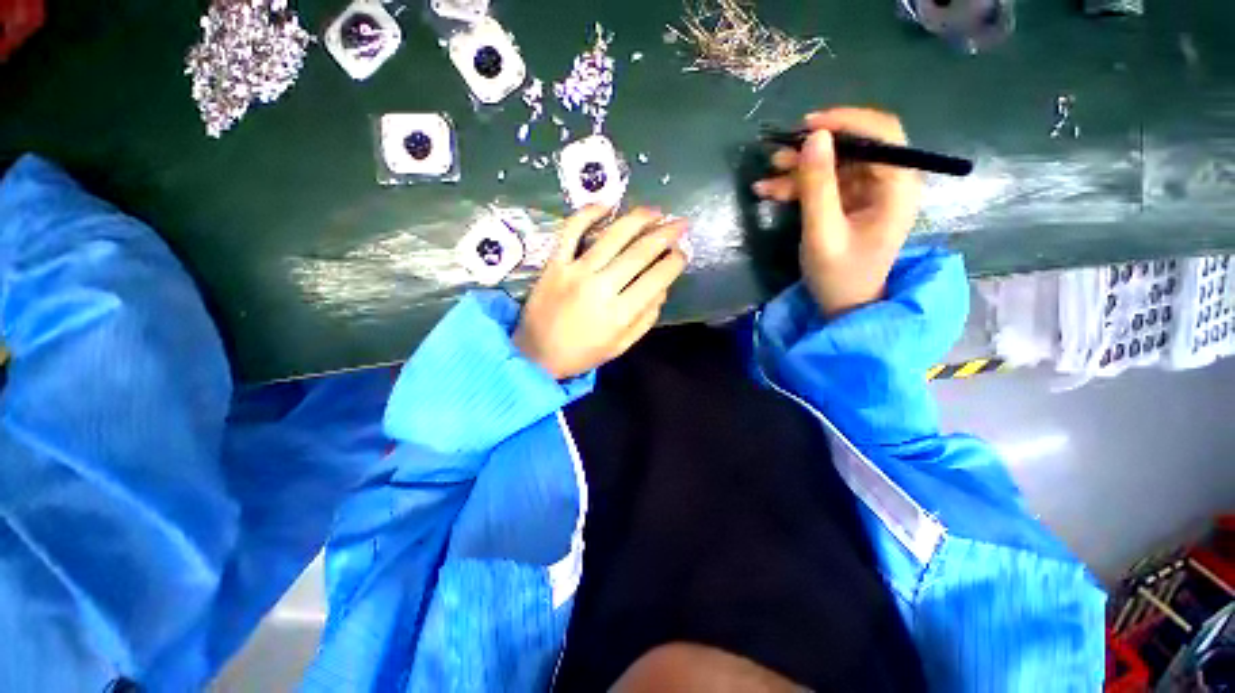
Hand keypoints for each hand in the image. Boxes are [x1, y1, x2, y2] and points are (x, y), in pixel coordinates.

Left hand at [513, 206, 688, 379]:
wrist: (536, 355)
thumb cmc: (582, 353)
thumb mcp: (621, 345)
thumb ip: (646, 318)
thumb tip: (663, 287)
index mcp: (620, 314)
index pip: (657, 278)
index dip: (675, 262)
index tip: (683, 252)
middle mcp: (601, 288)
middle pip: (640, 252)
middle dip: (666, 234)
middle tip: (680, 223)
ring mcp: (576, 271)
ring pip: (613, 236)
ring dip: (638, 218)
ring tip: (655, 211)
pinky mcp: (554, 263)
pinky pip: (571, 231)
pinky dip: (587, 213)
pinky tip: (605, 204)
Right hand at [752, 107, 920, 316]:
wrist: (843, 305)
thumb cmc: (839, 275)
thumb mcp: (823, 232)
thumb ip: (818, 186)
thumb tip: (814, 137)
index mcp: (898, 187)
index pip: (882, 134)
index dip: (846, 121)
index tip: (808, 126)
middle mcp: (888, 182)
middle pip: (854, 146)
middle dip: (815, 149)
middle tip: (778, 154)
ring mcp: (868, 192)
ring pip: (835, 164)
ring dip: (799, 169)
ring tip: (765, 178)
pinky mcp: (850, 202)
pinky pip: (825, 183)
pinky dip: (798, 186)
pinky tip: (769, 191)